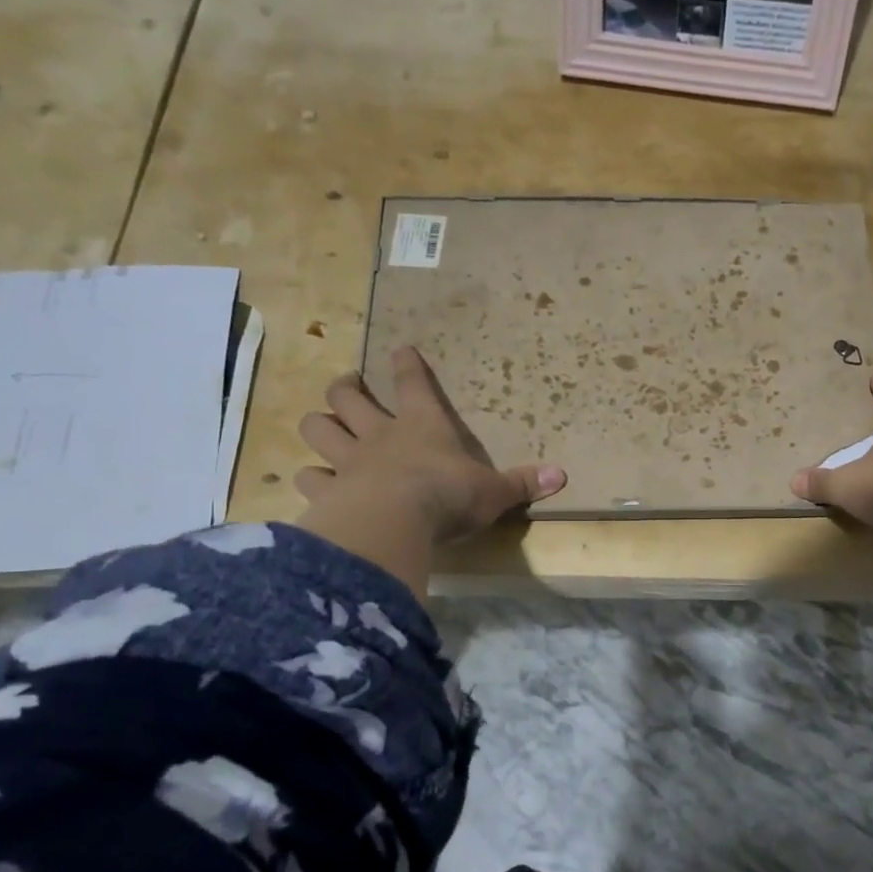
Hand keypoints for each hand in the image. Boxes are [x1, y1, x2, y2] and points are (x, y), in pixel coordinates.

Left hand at [294, 346, 565, 593]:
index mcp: (422, 426)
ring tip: (321, 428)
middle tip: (347, 385)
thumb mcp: (494, 492)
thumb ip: (522, 483)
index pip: (413, 385)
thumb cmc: (449, 497)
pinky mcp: (328, 492)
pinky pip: (309, 478)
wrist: (396, 521)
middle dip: (345, 388)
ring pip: (317, 429)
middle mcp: (379, 435)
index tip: (400, 350)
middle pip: (347, 398)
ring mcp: (348, 461)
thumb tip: (563, 475)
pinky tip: (313, 484)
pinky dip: (310, 479)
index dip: (407, 365)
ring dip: (318, 426)